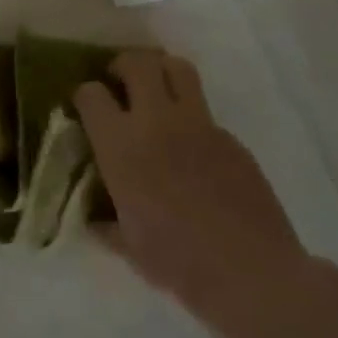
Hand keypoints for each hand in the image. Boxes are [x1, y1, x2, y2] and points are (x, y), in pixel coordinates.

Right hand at [75, 51, 308, 322]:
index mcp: (121, 146)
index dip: (84, 96)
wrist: (253, 274)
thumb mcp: (129, 248)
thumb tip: (96, 219)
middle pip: (137, 63)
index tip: (86, 109)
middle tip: (120, 83)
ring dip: (161, 71)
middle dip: (123, 65)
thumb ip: (107, 224)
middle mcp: (157, 121)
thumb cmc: (180, 263)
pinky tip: (193, 151)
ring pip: (177, 68)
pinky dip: (191, 118)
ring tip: (156, 93)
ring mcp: (199, 125)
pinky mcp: (231, 137)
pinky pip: (205, 112)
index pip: (91, 94)